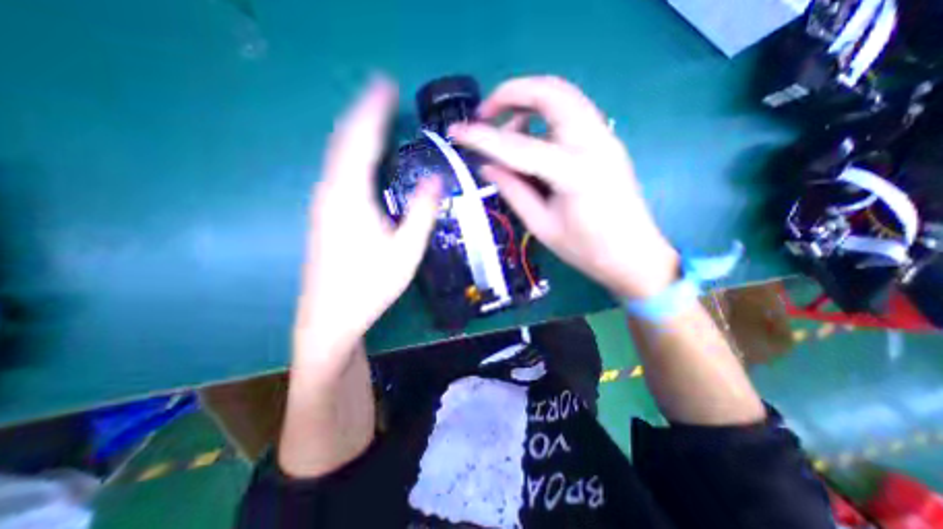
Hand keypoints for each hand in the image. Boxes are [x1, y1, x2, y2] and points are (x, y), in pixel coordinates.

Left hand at [293, 77, 441, 368]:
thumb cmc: (371, 286)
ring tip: (375, 118)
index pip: (361, 140)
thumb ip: (422, 212)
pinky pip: (336, 170)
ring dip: (356, 131)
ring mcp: (322, 203)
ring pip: (337, 155)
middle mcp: (330, 192)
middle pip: (344, 140)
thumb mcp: (406, 251)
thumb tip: (437, 179)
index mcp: (350, 196)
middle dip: (363, 113)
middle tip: (383, 94)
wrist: (331, 315)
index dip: (373, 110)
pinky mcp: (323, 214)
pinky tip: (362, 156)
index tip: (386, 85)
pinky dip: (351, 152)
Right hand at [449, 77, 678, 300]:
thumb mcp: (541, 226)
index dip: (482, 138)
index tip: (456, 132)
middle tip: (485, 114)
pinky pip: (571, 112)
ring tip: (506, 129)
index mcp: (575, 172)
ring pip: (563, 95)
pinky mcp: (606, 140)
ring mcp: (605, 137)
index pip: (519, 146)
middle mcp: (594, 142)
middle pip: (550, 92)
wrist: (633, 255)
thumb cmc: (586, 250)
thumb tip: (486, 166)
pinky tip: (531, 138)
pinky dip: (544, 115)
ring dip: (528, 101)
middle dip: (511, 93)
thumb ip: (513, 190)